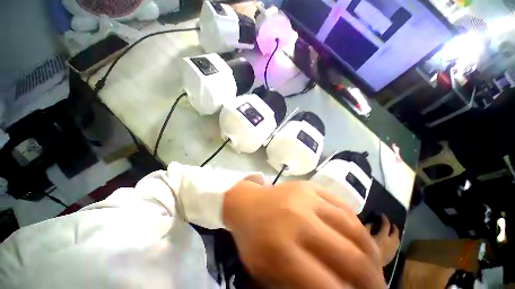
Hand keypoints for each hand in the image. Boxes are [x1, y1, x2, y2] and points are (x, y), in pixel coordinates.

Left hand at [223, 180, 385, 288]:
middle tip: (378, 287)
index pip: (328, 283)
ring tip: (375, 263)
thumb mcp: (266, 272)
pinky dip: (357, 223)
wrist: (247, 202)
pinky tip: (360, 236)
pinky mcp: (310, 186)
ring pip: (351, 226)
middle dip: (371, 278)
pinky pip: (342, 205)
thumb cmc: (253, 238)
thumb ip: (298, 285)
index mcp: (282, 247)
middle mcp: (298, 219)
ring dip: (370, 250)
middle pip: (347, 254)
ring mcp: (306, 198)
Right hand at [365, 215, 399, 266]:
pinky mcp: (392, 256)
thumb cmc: (365, 248)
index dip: (384, 219)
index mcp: (383, 236)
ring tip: (391, 231)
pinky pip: (396, 246)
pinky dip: (394, 241)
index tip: (381, 215)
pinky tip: (390, 241)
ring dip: (395, 234)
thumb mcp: (363, 236)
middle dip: (393, 227)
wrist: (370, 266)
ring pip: (397, 240)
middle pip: (395, 233)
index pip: (386, 225)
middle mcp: (391, 242)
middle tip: (389, 223)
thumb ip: (367, 228)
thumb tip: (371, 222)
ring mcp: (393, 250)